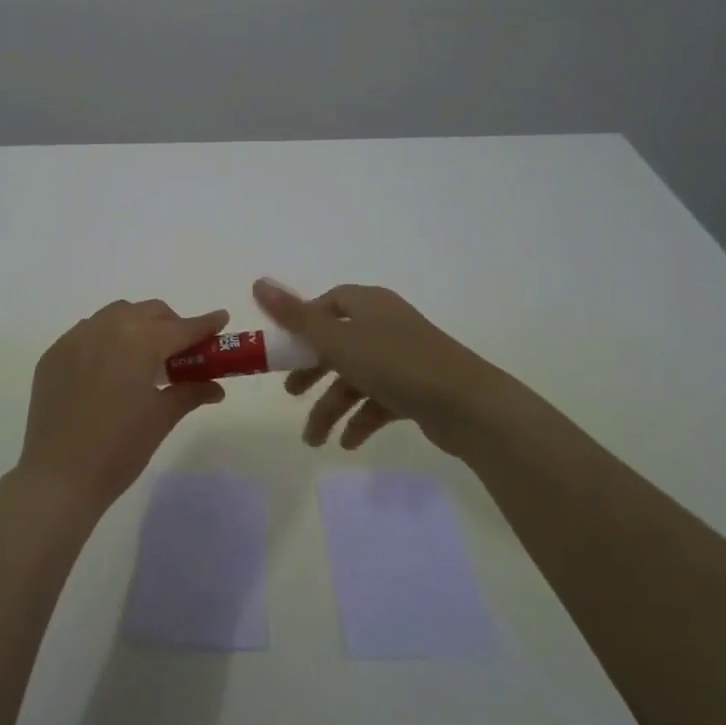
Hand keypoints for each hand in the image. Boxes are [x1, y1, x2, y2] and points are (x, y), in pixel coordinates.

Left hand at [16, 300, 229, 516]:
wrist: (59, 477)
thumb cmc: (119, 449)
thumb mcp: (162, 418)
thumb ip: (190, 392)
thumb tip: (216, 387)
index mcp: (139, 342)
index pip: (181, 327)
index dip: (205, 324)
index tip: (221, 319)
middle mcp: (106, 328)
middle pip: (148, 312)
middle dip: (170, 324)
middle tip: (181, 351)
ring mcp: (75, 339)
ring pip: (115, 315)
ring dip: (137, 326)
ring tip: (144, 357)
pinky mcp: (54, 354)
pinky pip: (87, 332)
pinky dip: (106, 339)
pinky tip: (109, 367)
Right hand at [254, 278, 504, 457]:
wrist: (468, 405)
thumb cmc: (395, 364)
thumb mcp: (337, 339)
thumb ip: (294, 316)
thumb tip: (257, 282)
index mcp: (370, 305)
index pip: (330, 303)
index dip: (305, 322)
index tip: (286, 347)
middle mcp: (387, 326)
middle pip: (339, 344)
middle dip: (312, 371)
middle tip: (291, 394)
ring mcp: (404, 359)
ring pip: (357, 378)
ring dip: (332, 407)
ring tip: (315, 440)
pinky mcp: (417, 390)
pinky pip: (379, 401)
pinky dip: (361, 419)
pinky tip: (349, 442)